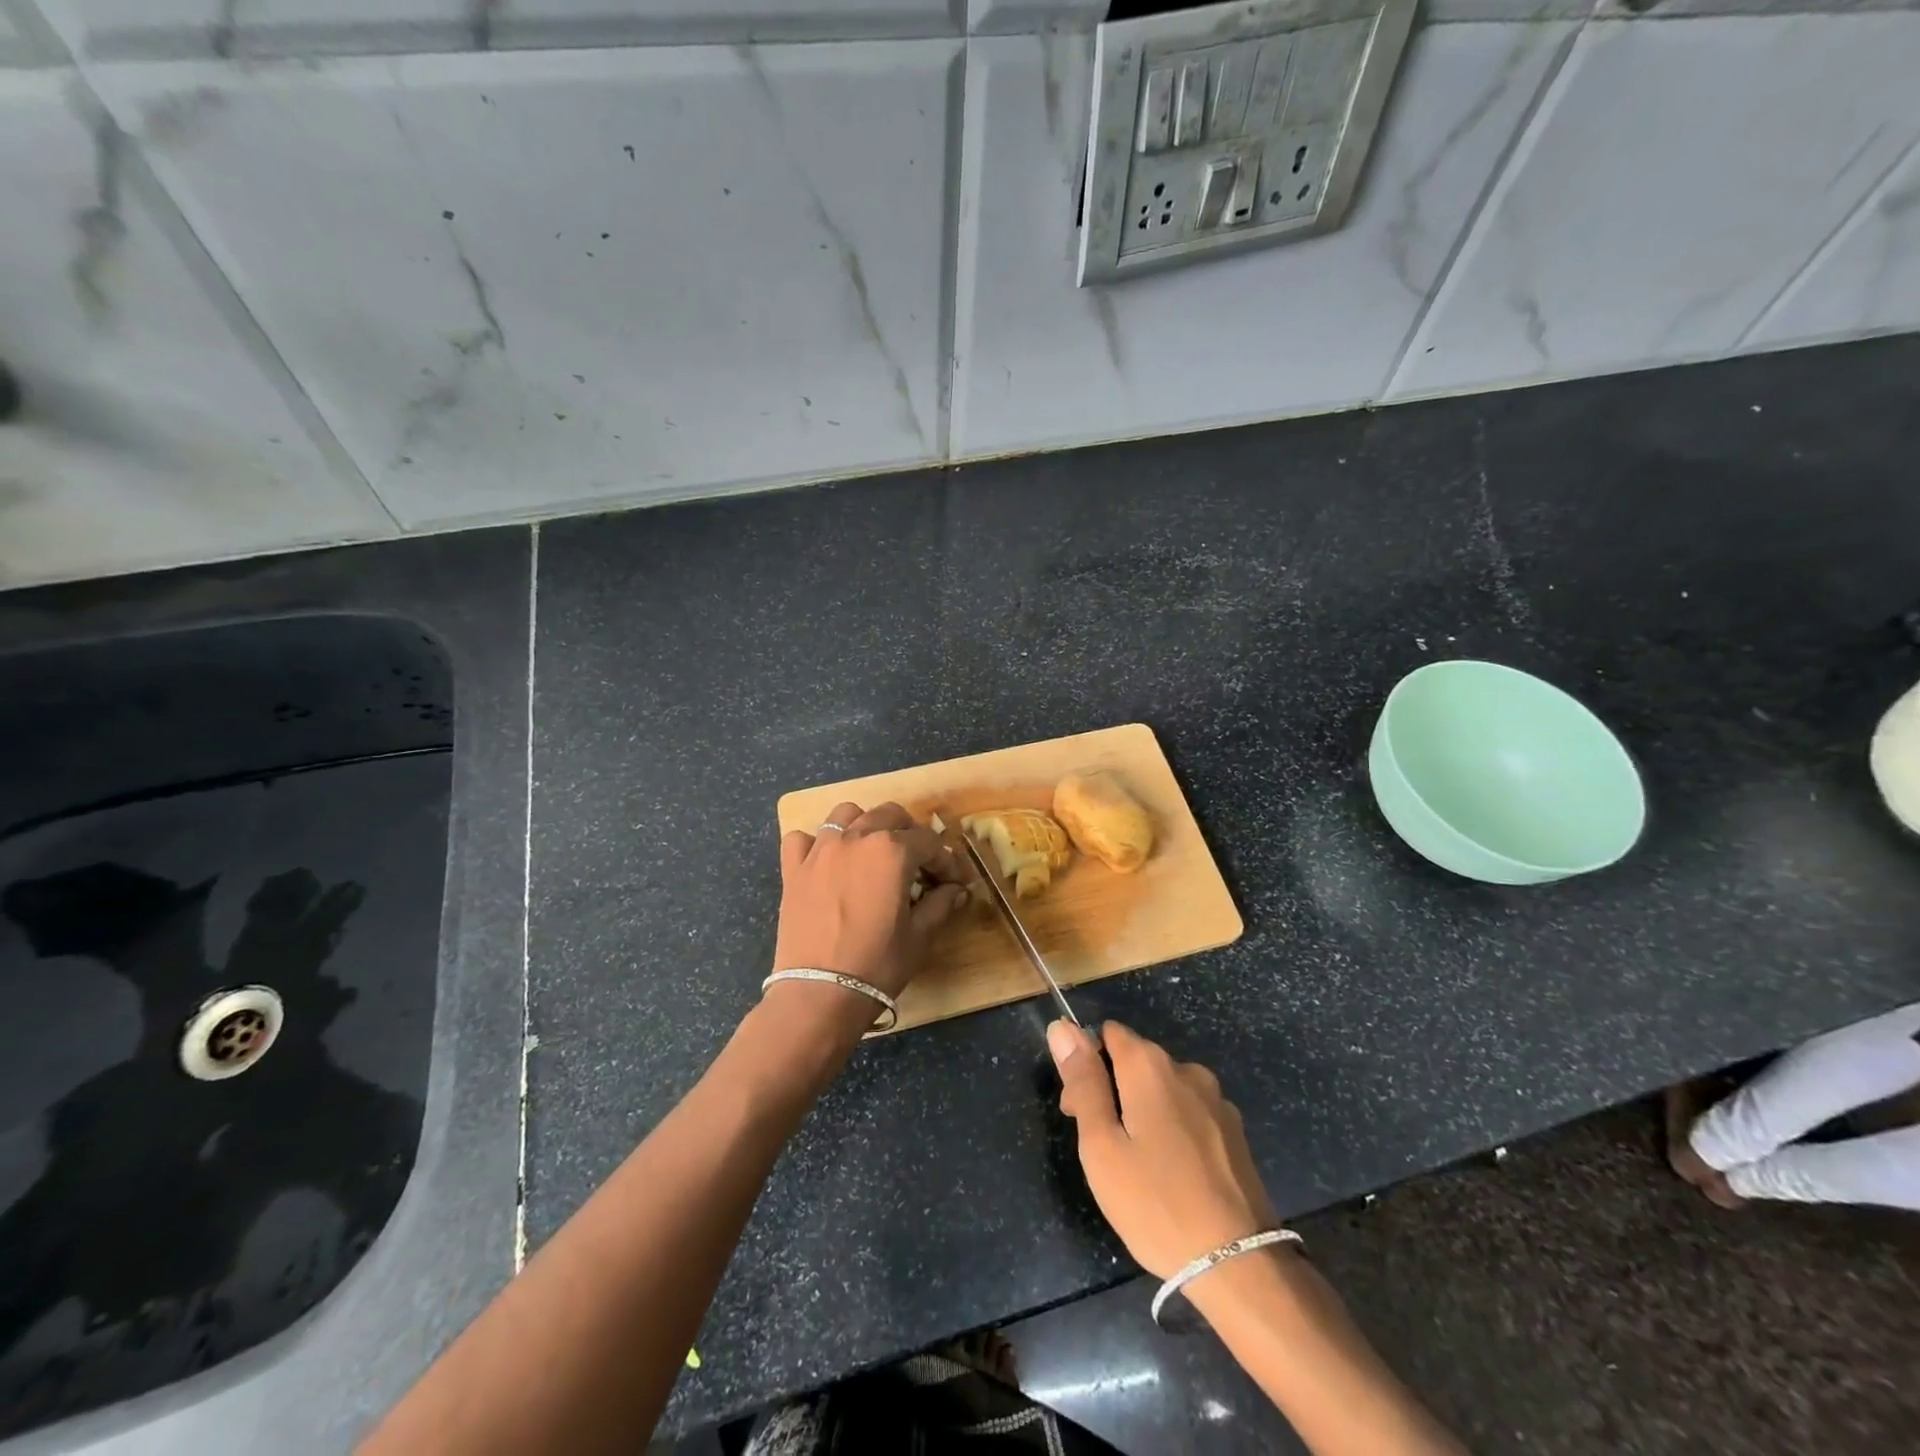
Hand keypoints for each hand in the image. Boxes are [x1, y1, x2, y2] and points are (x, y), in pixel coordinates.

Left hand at [774, 801, 968, 999]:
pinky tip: (827, 861)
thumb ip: (940, 905)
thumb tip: (957, 890)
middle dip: (910, 833)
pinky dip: (816, 843)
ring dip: (865, 824)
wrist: (819, 993)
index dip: (946, 861)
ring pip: (846, 814)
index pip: (929, 843)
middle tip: (919, 862)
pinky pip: (803, 838)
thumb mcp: (919, 936)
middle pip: (889, 815)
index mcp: (892, 851)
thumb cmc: (877, 964)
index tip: (954, 880)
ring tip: (873, 850)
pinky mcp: (793, 869)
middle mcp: (856, 838)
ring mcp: (820, 850)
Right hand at [1048, 1020, 1278, 1279]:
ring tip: (1136, 1168)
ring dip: (1143, 1111)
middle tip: (1103, 1150)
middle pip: (1135, 1060)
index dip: (1086, 1065)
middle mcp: (1187, 1070)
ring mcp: (1216, 1101)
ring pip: (1164, 1089)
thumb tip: (1062, 1027)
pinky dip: (1173, 1130)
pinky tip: (1172, 1175)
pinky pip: (1189, 1114)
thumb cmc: (1155, 1203)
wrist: (1239, 1265)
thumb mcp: (1102, 1145)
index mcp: (1150, 1066)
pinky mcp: (1235, 1133)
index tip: (1079, 1113)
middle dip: (1112, 1090)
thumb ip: (1083, 1082)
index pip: (1107, 1034)